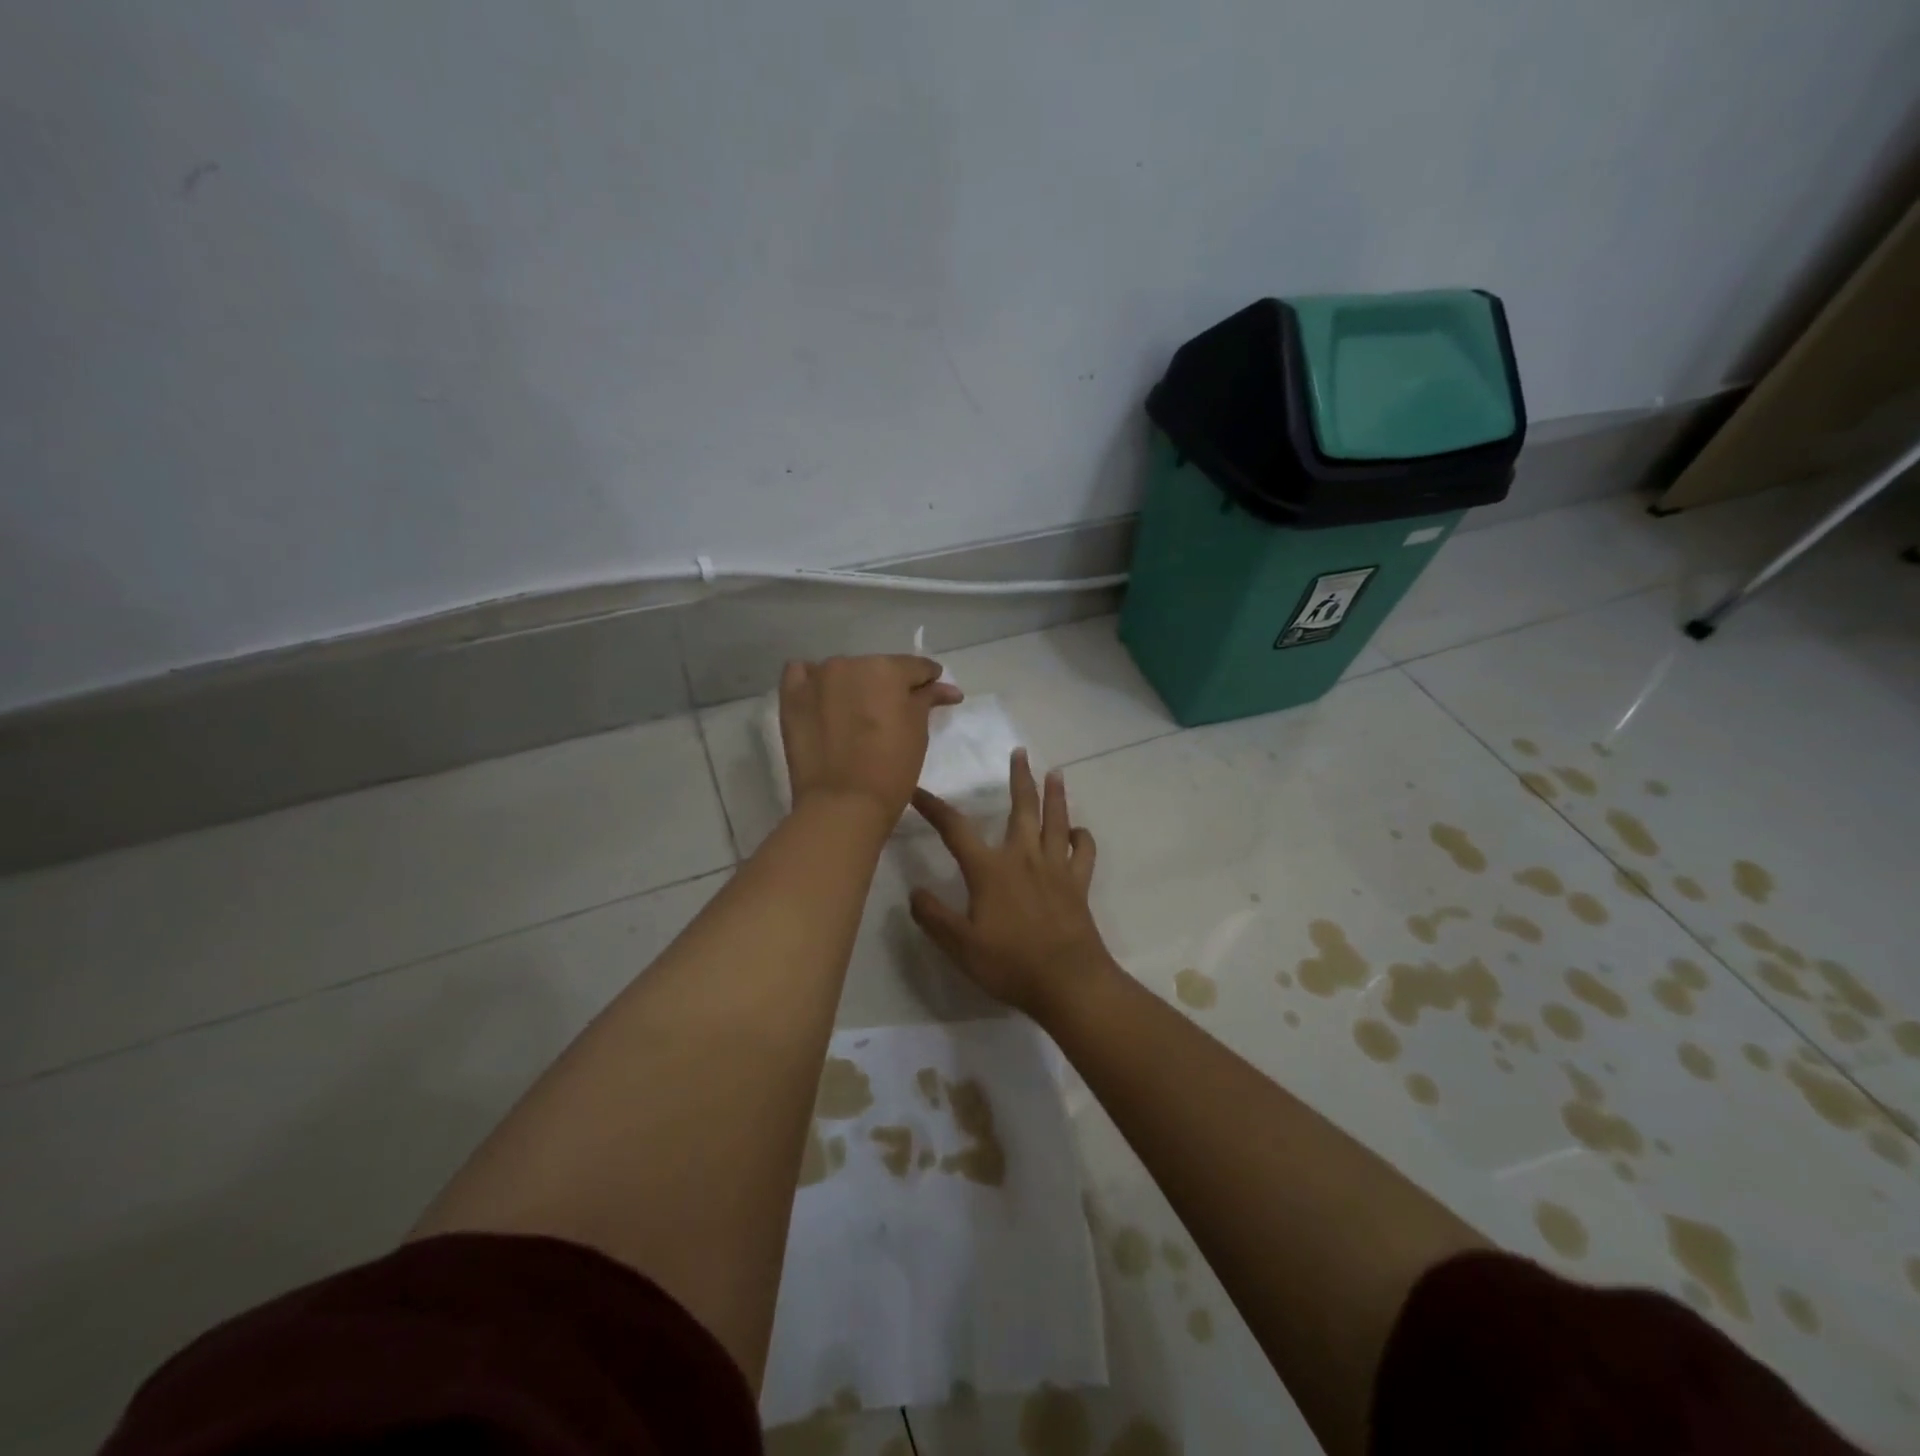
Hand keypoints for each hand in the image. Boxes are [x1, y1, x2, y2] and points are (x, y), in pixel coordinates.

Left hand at [779, 655, 961, 822]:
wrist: (843, 804)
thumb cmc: (891, 769)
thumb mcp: (918, 732)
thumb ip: (927, 700)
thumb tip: (946, 688)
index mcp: (887, 669)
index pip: (915, 667)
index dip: (928, 679)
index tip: (933, 691)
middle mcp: (850, 664)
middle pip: (876, 668)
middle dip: (887, 686)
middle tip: (892, 712)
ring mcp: (816, 678)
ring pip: (842, 672)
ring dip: (852, 685)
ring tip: (856, 712)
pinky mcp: (791, 697)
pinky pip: (801, 674)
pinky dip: (815, 683)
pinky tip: (822, 698)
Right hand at [908, 748, 1114, 1017]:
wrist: (1068, 982)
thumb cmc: (1010, 963)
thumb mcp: (959, 946)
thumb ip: (934, 917)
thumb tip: (914, 892)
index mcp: (990, 869)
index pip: (956, 829)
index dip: (934, 808)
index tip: (918, 791)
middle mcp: (1024, 858)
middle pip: (1022, 808)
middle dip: (1018, 779)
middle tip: (1020, 752)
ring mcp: (1056, 869)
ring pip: (1056, 821)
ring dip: (1056, 795)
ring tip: (1055, 773)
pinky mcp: (1078, 884)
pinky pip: (1085, 852)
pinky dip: (1083, 838)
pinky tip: (1079, 832)